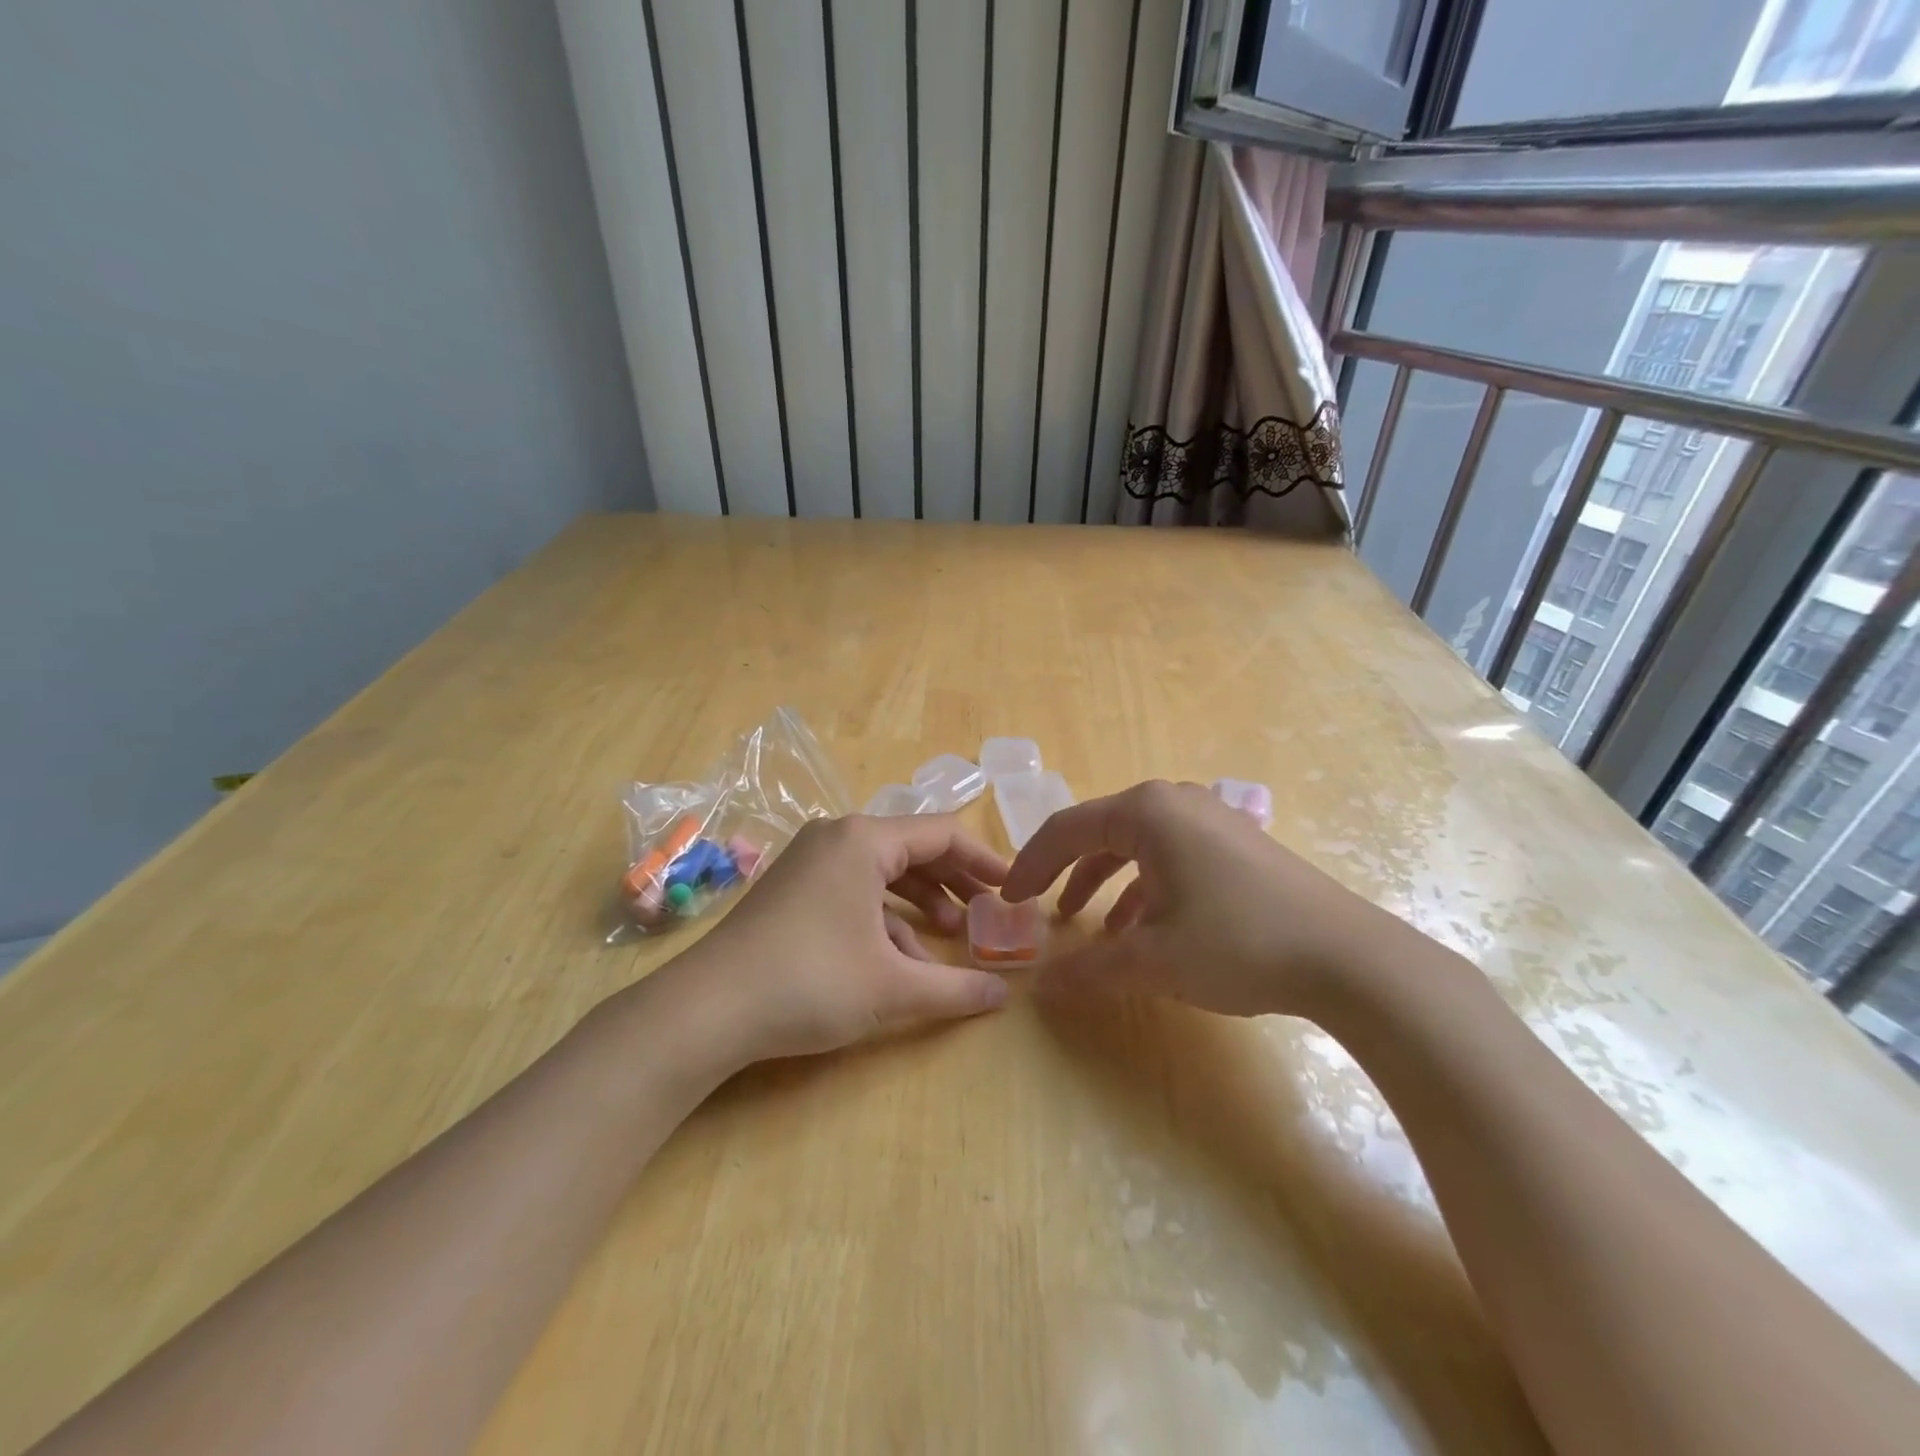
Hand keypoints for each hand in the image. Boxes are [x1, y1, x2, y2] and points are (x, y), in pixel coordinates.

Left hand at [667, 814, 1011, 1063]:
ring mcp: (811, 862)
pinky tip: (904, 959)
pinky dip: (886, 918)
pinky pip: (855, 891)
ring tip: (954, 936)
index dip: (984, 860)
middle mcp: (837, 838)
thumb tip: (1003, 997)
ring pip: (884, 871)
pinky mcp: (794, 890)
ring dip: (923, 901)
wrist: (706, 1010)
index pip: (942, 833)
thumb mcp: (892, 988)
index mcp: (864, 840)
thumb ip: (955, 989)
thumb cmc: (809, 982)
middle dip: (956, 880)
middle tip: (991, 911)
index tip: (1014, 889)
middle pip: (914, 848)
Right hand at [1002, 779, 1416, 1017]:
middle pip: (1100, 831)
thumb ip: (1089, 969)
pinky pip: (1171, 855)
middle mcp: (1175, 802)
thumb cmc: (1237, 944)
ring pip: (1137, 845)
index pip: (1066, 830)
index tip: (1008, 899)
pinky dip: (1145, 887)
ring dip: (1105, 882)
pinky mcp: (1236, 843)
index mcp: (1146, 812)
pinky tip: (1143, 929)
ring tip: (1088, 925)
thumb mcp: (1153, 960)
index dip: (1030, 865)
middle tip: (1040, 908)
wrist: (1349, 958)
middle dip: (1065, 872)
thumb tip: (1040, 986)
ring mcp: (1210, 819)